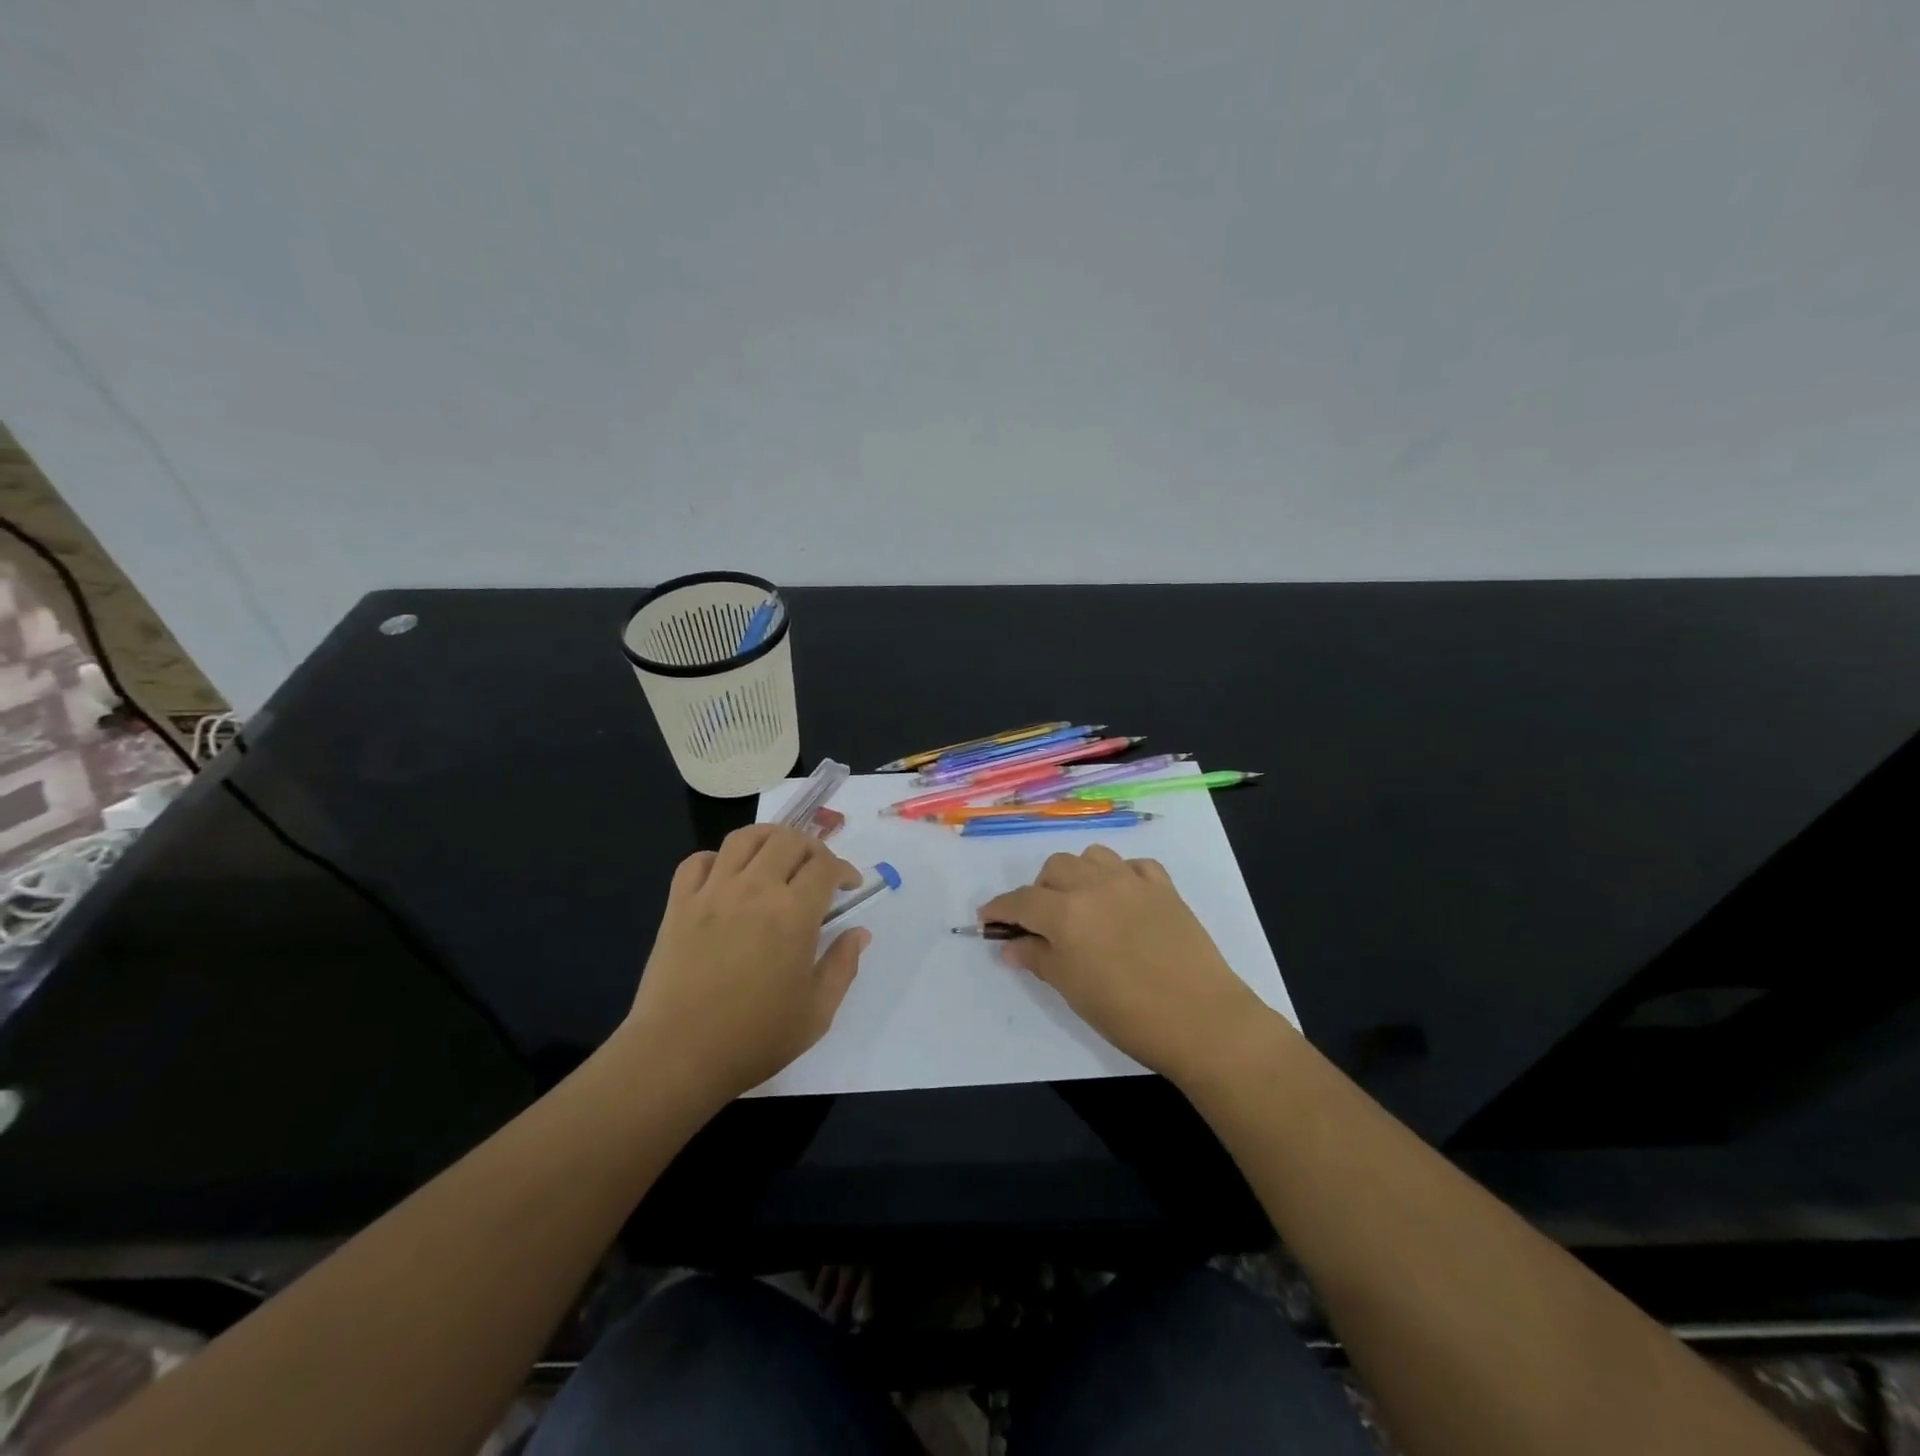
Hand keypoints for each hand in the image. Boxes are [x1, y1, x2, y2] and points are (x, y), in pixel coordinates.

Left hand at [622, 824, 867, 1105]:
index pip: (825, 866)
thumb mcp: (816, 1012)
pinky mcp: (678, 905)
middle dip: (812, 848)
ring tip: (777, 856)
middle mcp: (755, 889)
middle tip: (818, 870)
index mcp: (793, 913)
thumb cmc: (754, 1038)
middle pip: (789, 840)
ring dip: (769, 838)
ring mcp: (712, 893)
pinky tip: (726, 877)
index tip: (849, 886)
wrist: (677, 1056)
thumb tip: (859, 933)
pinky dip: (716, 858)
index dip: (844, 869)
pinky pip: (696, 861)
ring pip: (744, 838)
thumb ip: (842, 966)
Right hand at [979, 845, 1274, 1087]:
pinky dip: (1120, 876)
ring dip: (1078, 874)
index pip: (1022, 901)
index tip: (988, 918)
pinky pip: (1133, 865)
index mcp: (1066, 913)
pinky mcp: (1164, 887)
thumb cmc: (1128, 1014)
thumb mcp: (1073, 990)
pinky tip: (1122, 899)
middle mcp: (1095, 886)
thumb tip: (1011, 946)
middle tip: (1042, 921)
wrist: (1201, 1019)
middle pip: (1055, 868)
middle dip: (1040, 890)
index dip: (1000, 909)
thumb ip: (1039, 959)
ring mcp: (1133, 882)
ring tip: (1082, 903)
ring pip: (1092, 856)